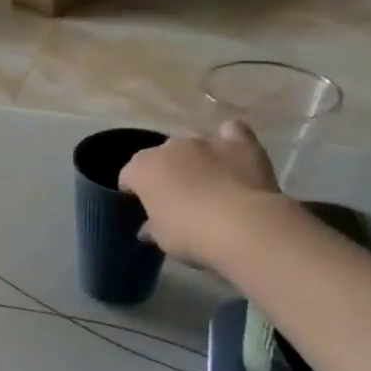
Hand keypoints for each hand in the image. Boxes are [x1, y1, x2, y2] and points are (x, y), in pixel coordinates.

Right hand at [119, 121, 280, 262]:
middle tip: (177, 197)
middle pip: (162, 156)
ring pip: (194, 143)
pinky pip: (231, 131)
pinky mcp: (239, 142)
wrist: (241, 225)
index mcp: (144, 168)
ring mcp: (206, 141)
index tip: (141, 205)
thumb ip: (152, 228)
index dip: (133, 189)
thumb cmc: (189, 234)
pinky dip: (230, 141)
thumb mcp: (162, 238)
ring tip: (207, 180)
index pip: (129, 175)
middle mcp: (171, 146)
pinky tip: (233, 155)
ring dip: (196, 158)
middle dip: (167, 172)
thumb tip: (147, 229)